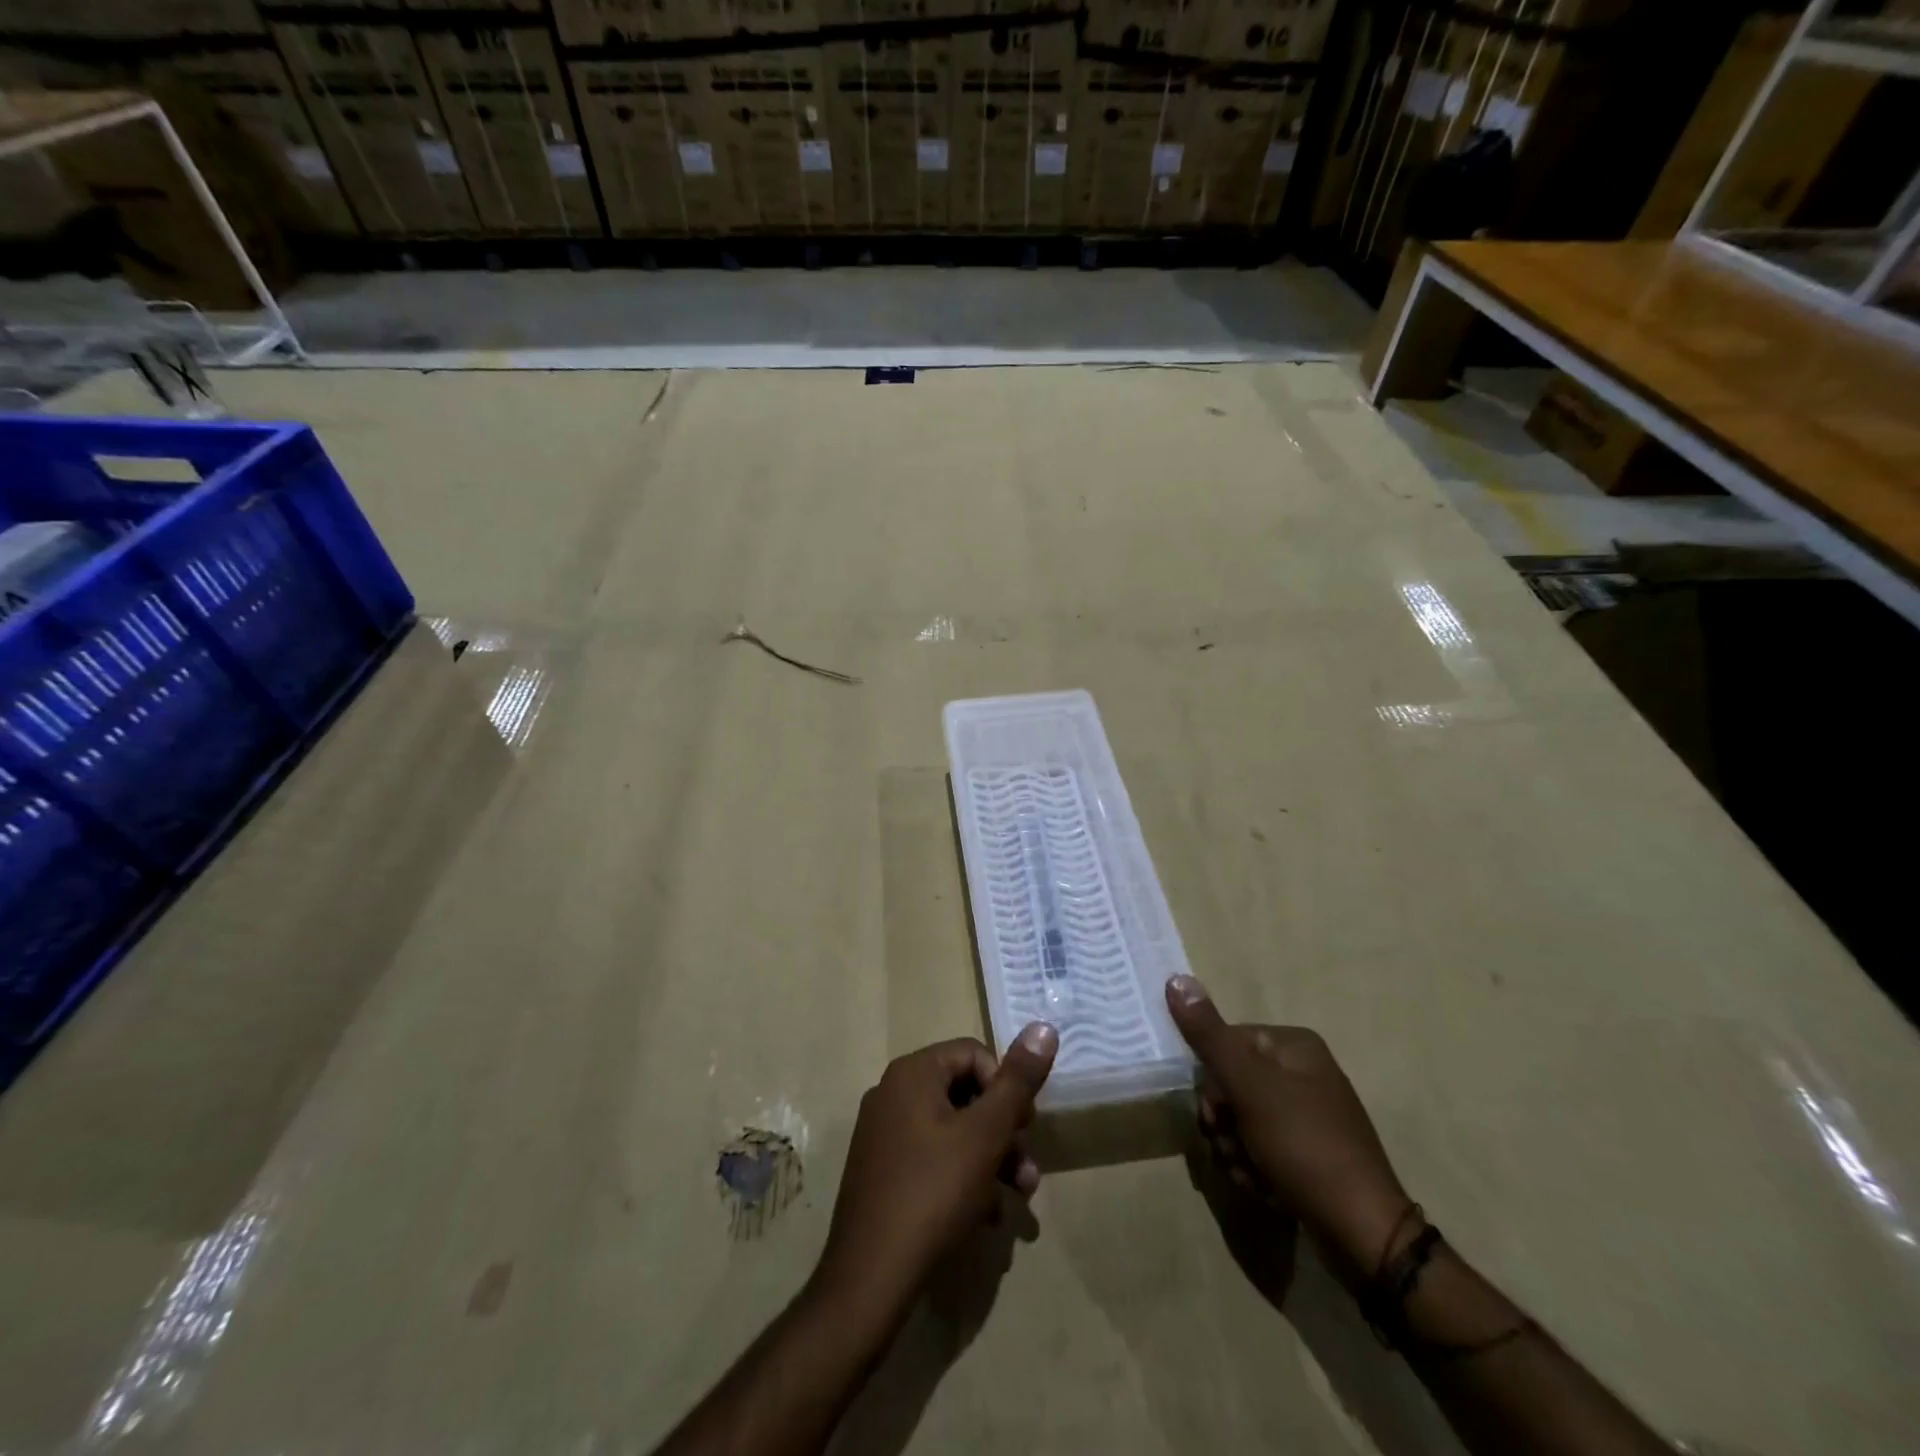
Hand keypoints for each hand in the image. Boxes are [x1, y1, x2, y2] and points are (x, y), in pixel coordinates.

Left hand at [815, 1025, 1057, 1321]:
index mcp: (912, 1073)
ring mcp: (883, 1134)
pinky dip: (963, 1179)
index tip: (1025, 1127)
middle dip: (1004, 1132)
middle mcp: (892, 1093)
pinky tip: (985, 1217)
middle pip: (965, 1094)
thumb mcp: (986, 1134)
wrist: (870, 1279)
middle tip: (1027, 1171)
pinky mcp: (881, 1172)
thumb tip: (1044, 1026)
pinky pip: (932, 1159)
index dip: (1007, 1087)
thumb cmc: (934, 1193)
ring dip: (991, 1160)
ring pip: (952, 1131)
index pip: (974, 1053)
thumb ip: (1018, 1081)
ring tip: (1017, 1200)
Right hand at [1166, 975, 1411, 1282]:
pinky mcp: (1307, 1153)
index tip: (1216, 1113)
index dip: (1211, 1080)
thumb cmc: (1305, 1147)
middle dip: (1223, 1123)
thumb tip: (1175, 978)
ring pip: (1240, 1121)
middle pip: (1230, 1084)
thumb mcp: (1250, 1087)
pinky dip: (1254, 1169)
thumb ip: (1209, 1036)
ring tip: (1254, 1175)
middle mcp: (1302, 1072)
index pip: (1225, 1042)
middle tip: (1234, 1147)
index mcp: (1294, 1046)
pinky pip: (1260, 1149)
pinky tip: (1267, 1190)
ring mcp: (1306, 1115)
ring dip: (1235, 1150)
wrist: (1364, 1236)